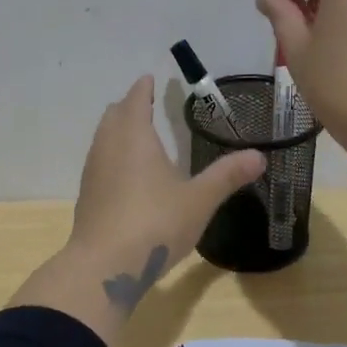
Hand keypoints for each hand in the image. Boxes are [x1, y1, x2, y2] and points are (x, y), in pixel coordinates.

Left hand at [8, 76, 264, 346]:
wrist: (105, 266)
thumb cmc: (155, 223)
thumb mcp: (199, 199)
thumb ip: (227, 176)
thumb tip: (259, 156)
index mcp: (134, 137)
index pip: (135, 100)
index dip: (143, 88)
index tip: (149, 80)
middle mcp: (108, 147)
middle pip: (114, 115)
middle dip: (128, 107)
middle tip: (144, 104)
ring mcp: (93, 171)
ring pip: (102, 139)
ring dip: (117, 131)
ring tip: (136, 136)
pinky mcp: (86, 196)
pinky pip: (99, 163)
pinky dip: (112, 156)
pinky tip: (125, 175)